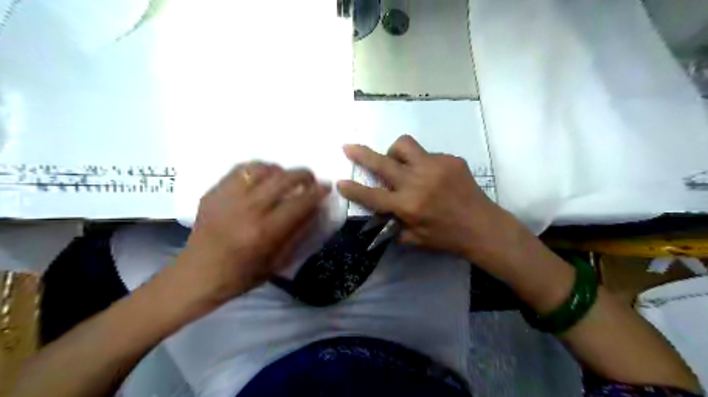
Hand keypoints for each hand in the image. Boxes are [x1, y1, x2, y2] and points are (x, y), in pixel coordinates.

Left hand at [177, 163, 331, 304]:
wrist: (196, 276)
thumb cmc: (240, 276)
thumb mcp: (276, 263)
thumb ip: (296, 234)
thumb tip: (313, 210)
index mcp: (264, 232)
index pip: (299, 203)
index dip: (317, 192)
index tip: (326, 187)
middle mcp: (247, 210)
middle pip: (282, 179)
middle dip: (303, 175)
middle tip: (310, 179)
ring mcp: (227, 198)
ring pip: (261, 169)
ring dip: (280, 170)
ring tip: (284, 178)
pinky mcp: (213, 193)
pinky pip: (240, 170)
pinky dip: (257, 169)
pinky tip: (261, 178)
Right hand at [337, 136, 515, 263]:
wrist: (483, 227)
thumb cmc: (447, 237)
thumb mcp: (415, 238)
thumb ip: (394, 223)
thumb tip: (380, 211)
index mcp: (408, 206)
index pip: (372, 196)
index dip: (353, 189)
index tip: (340, 182)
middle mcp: (418, 182)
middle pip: (382, 162)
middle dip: (361, 153)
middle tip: (349, 147)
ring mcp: (435, 166)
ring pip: (404, 145)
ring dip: (395, 153)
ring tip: (400, 164)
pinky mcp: (451, 159)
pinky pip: (427, 154)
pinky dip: (422, 163)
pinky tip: (432, 176)